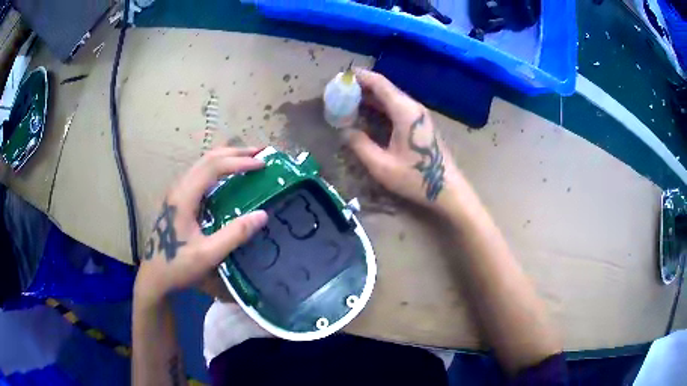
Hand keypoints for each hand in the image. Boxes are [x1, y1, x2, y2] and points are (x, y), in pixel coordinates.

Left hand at [134, 147, 268, 306]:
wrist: (154, 277)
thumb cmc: (178, 266)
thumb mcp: (208, 255)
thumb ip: (234, 234)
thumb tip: (262, 214)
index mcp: (184, 197)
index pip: (214, 167)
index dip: (239, 162)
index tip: (262, 164)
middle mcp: (179, 188)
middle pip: (207, 158)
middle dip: (235, 153)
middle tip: (260, 153)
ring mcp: (177, 193)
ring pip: (202, 164)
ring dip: (226, 158)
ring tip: (248, 160)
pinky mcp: (178, 200)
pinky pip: (200, 174)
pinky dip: (218, 168)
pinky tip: (228, 177)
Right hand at [345, 69, 460, 209]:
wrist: (447, 189)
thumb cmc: (416, 178)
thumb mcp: (382, 166)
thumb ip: (360, 146)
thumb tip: (345, 131)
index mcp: (404, 111)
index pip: (379, 83)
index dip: (359, 77)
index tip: (341, 76)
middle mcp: (413, 107)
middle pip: (385, 88)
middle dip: (362, 86)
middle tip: (339, 91)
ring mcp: (418, 115)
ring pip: (391, 97)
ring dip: (370, 96)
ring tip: (348, 100)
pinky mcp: (420, 124)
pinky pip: (396, 107)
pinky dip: (380, 106)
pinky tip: (367, 113)